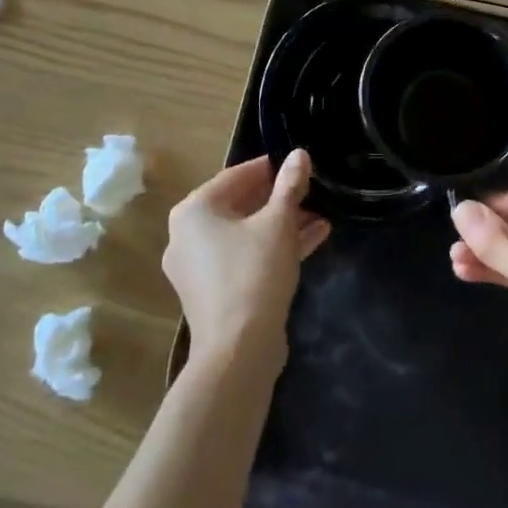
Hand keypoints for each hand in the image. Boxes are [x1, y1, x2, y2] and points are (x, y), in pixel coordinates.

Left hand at [163, 152, 330, 373]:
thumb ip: (290, 185)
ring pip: (246, 233)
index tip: (299, 164)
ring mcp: (199, 267)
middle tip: (312, 192)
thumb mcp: (278, 223)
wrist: (238, 353)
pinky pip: (245, 257)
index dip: (272, 168)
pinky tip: (313, 239)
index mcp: (194, 210)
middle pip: (241, 204)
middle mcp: (188, 235)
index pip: (237, 175)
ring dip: (283, 224)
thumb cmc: (254, 274)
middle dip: (280, 199)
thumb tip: (300, 154)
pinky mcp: (214, 293)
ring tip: (320, 216)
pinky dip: (273, 248)